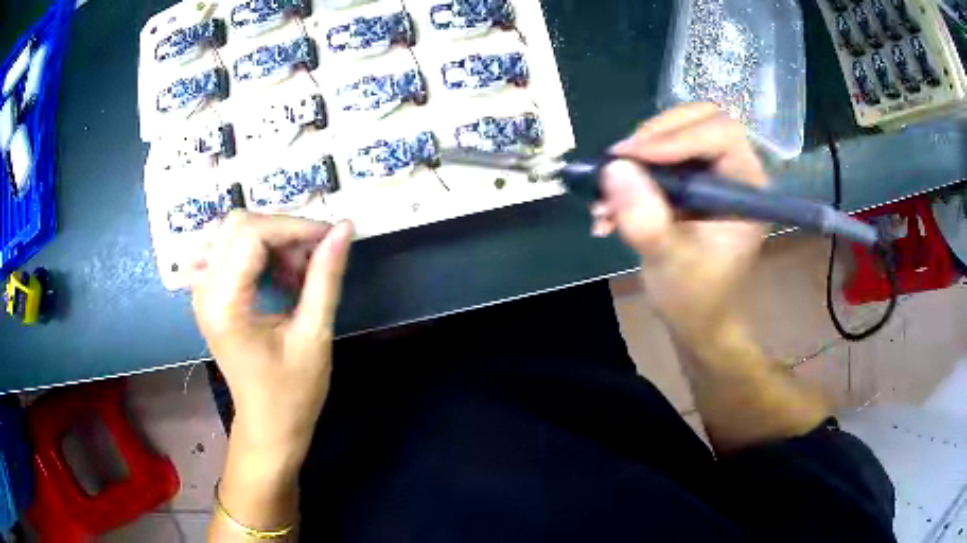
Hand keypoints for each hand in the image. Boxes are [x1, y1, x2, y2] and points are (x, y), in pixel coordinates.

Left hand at [191, 212, 352, 467]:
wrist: (268, 424)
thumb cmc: (292, 392)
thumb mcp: (314, 335)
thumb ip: (325, 277)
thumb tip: (343, 228)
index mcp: (225, 305)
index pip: (251, 234)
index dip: (294, 226)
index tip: (329, 237)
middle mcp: (204, 290)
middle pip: (237, 224)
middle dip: (281, 231)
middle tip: (310, 259)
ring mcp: (200, 290)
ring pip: (229, 230)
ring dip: (267, 237)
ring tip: (291, 269)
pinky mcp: (206, 294)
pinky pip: (223, 247)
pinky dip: (251, 247)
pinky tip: (270, 270)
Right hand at [591, 103, 768, 339]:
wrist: (695, 318)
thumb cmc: (695, 297)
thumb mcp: (671, 263)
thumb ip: (647, 220)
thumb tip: (614, 168)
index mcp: (747, 186)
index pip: (721, 133)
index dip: (677, 136)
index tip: (633, 157)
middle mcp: (734, 169)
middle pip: (698, 119)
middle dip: (654, 136)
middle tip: (619, 161)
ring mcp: (711, 172)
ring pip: (674, 132)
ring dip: (636, 156)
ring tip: (606, 192)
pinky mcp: (689, 179)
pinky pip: (659, 153)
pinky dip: (631, 171)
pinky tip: (608, 205)